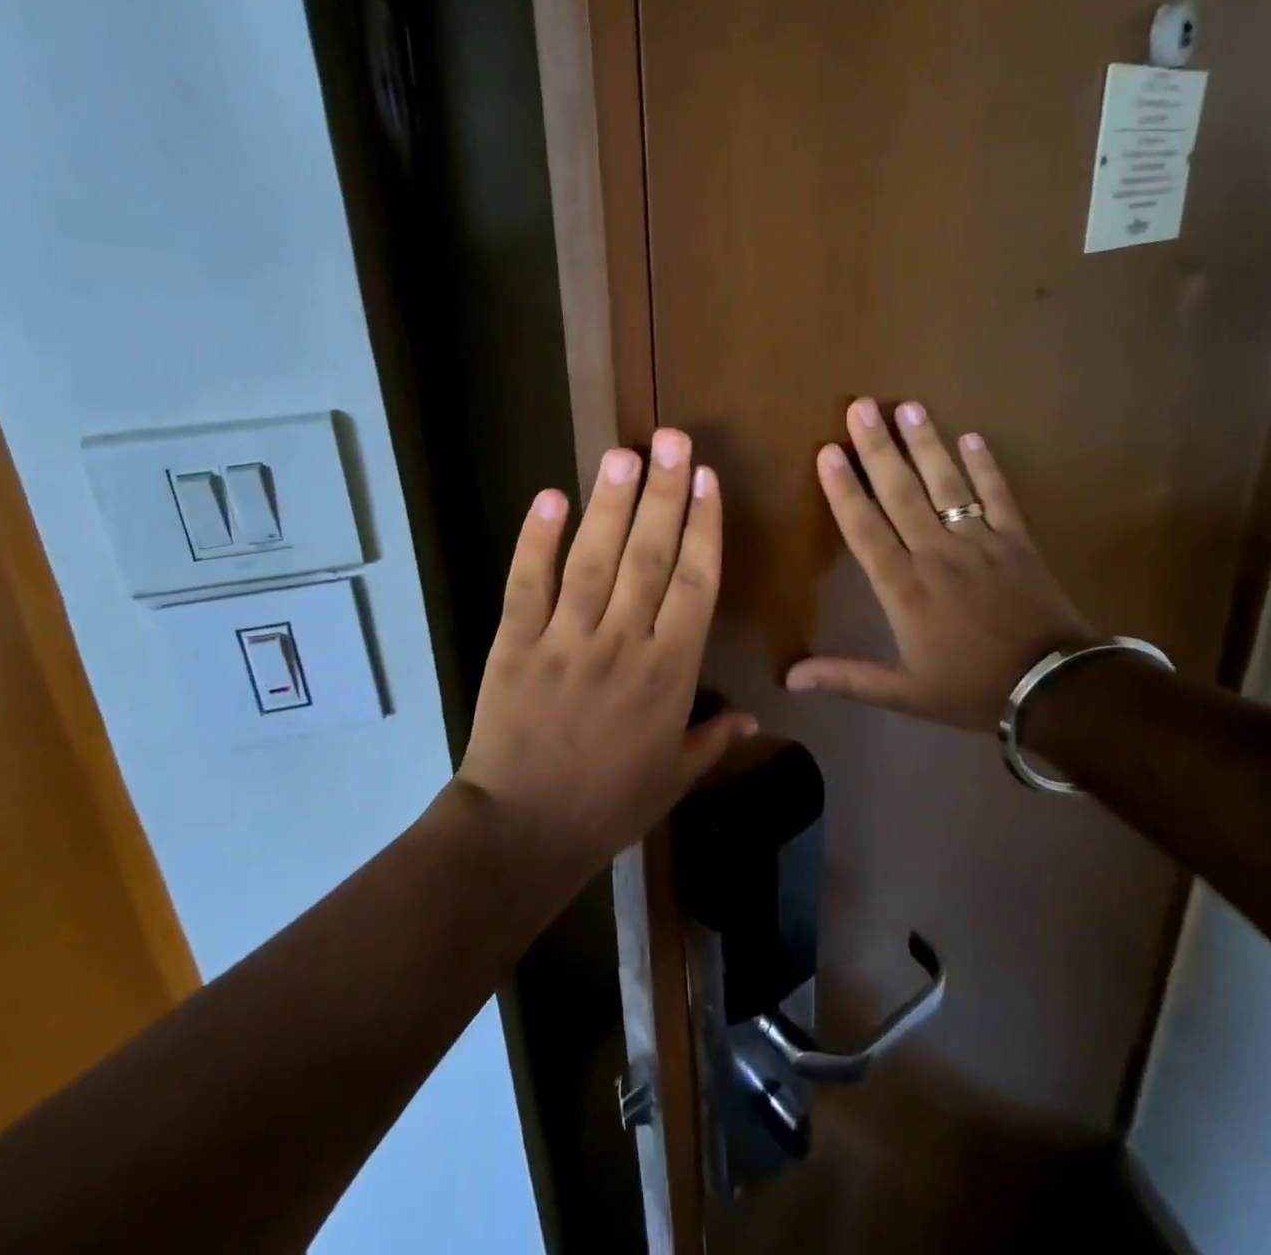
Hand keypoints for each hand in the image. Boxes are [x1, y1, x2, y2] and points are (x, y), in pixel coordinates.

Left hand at [461, 430, 757, 872]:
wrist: (523, 831)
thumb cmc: (608, 805)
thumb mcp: (674, 779)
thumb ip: (714, 740)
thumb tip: (755, 716)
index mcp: (668, 675)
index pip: (694, 586)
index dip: (702, 529)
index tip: (708, 481)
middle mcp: (622, 644)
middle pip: (649, 558)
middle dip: (665, 494)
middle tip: (674, 440)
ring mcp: (565, 639)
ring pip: (594, 560)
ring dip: (611, 504)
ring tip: (626, 454)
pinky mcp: (515, 642)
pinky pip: (527, 584)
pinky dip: (537, 540)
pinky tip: (550, 498)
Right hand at [786, 398, 1096, 730]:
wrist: (1055, 689)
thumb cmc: (971, 687)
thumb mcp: (903, 693)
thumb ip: (846, 679)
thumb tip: (790, 678)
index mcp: (904, 588)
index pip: (865, 529)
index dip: (844, 489)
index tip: (828, 451)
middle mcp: (936, 554)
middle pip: (902, 493)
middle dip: (879, 448)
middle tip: (862, 406)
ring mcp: (980, 542)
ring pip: (947, 485)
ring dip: (927, 445)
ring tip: (909, 407)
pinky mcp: (1016, 541)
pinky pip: (997, 496)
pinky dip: (986, 466)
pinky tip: (972, 437)